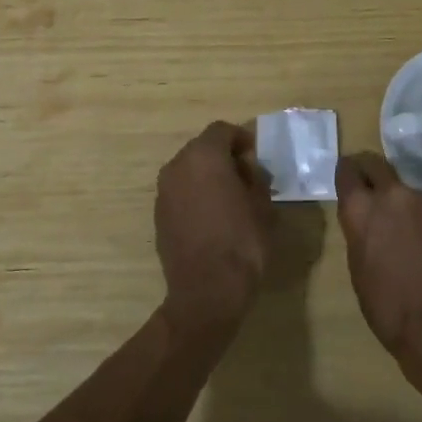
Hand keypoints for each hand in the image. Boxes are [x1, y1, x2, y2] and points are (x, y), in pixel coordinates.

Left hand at [155, 122, 275, 333]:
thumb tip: (249, 169)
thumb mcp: (263, 205)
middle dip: (224, 157)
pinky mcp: (158, 214)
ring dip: (208, 176)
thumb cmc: (242, 242)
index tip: (256, 158)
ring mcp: (163, 190)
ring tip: (230, 199)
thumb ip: (256, 177)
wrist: (206, 291)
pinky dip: (195, 194)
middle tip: (246, 178)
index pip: (222, 130)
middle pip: (203, 147)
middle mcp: (177, 166)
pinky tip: (212, 217)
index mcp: (204, 156)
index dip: (242, 139)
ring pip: (189, 169)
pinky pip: (180, 191)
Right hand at [335, 152, 421, 360]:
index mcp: (361, 210)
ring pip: (414, 194)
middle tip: (377, 192)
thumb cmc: (390, 310)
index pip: (348, 170)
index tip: (351, 179)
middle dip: (374, 175)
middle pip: (378, 165)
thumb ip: (362, 234)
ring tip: (421, 241)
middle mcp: (394, 195)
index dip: (349, 174)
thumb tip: (371, 226)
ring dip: (412, 209)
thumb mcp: (359, 270)